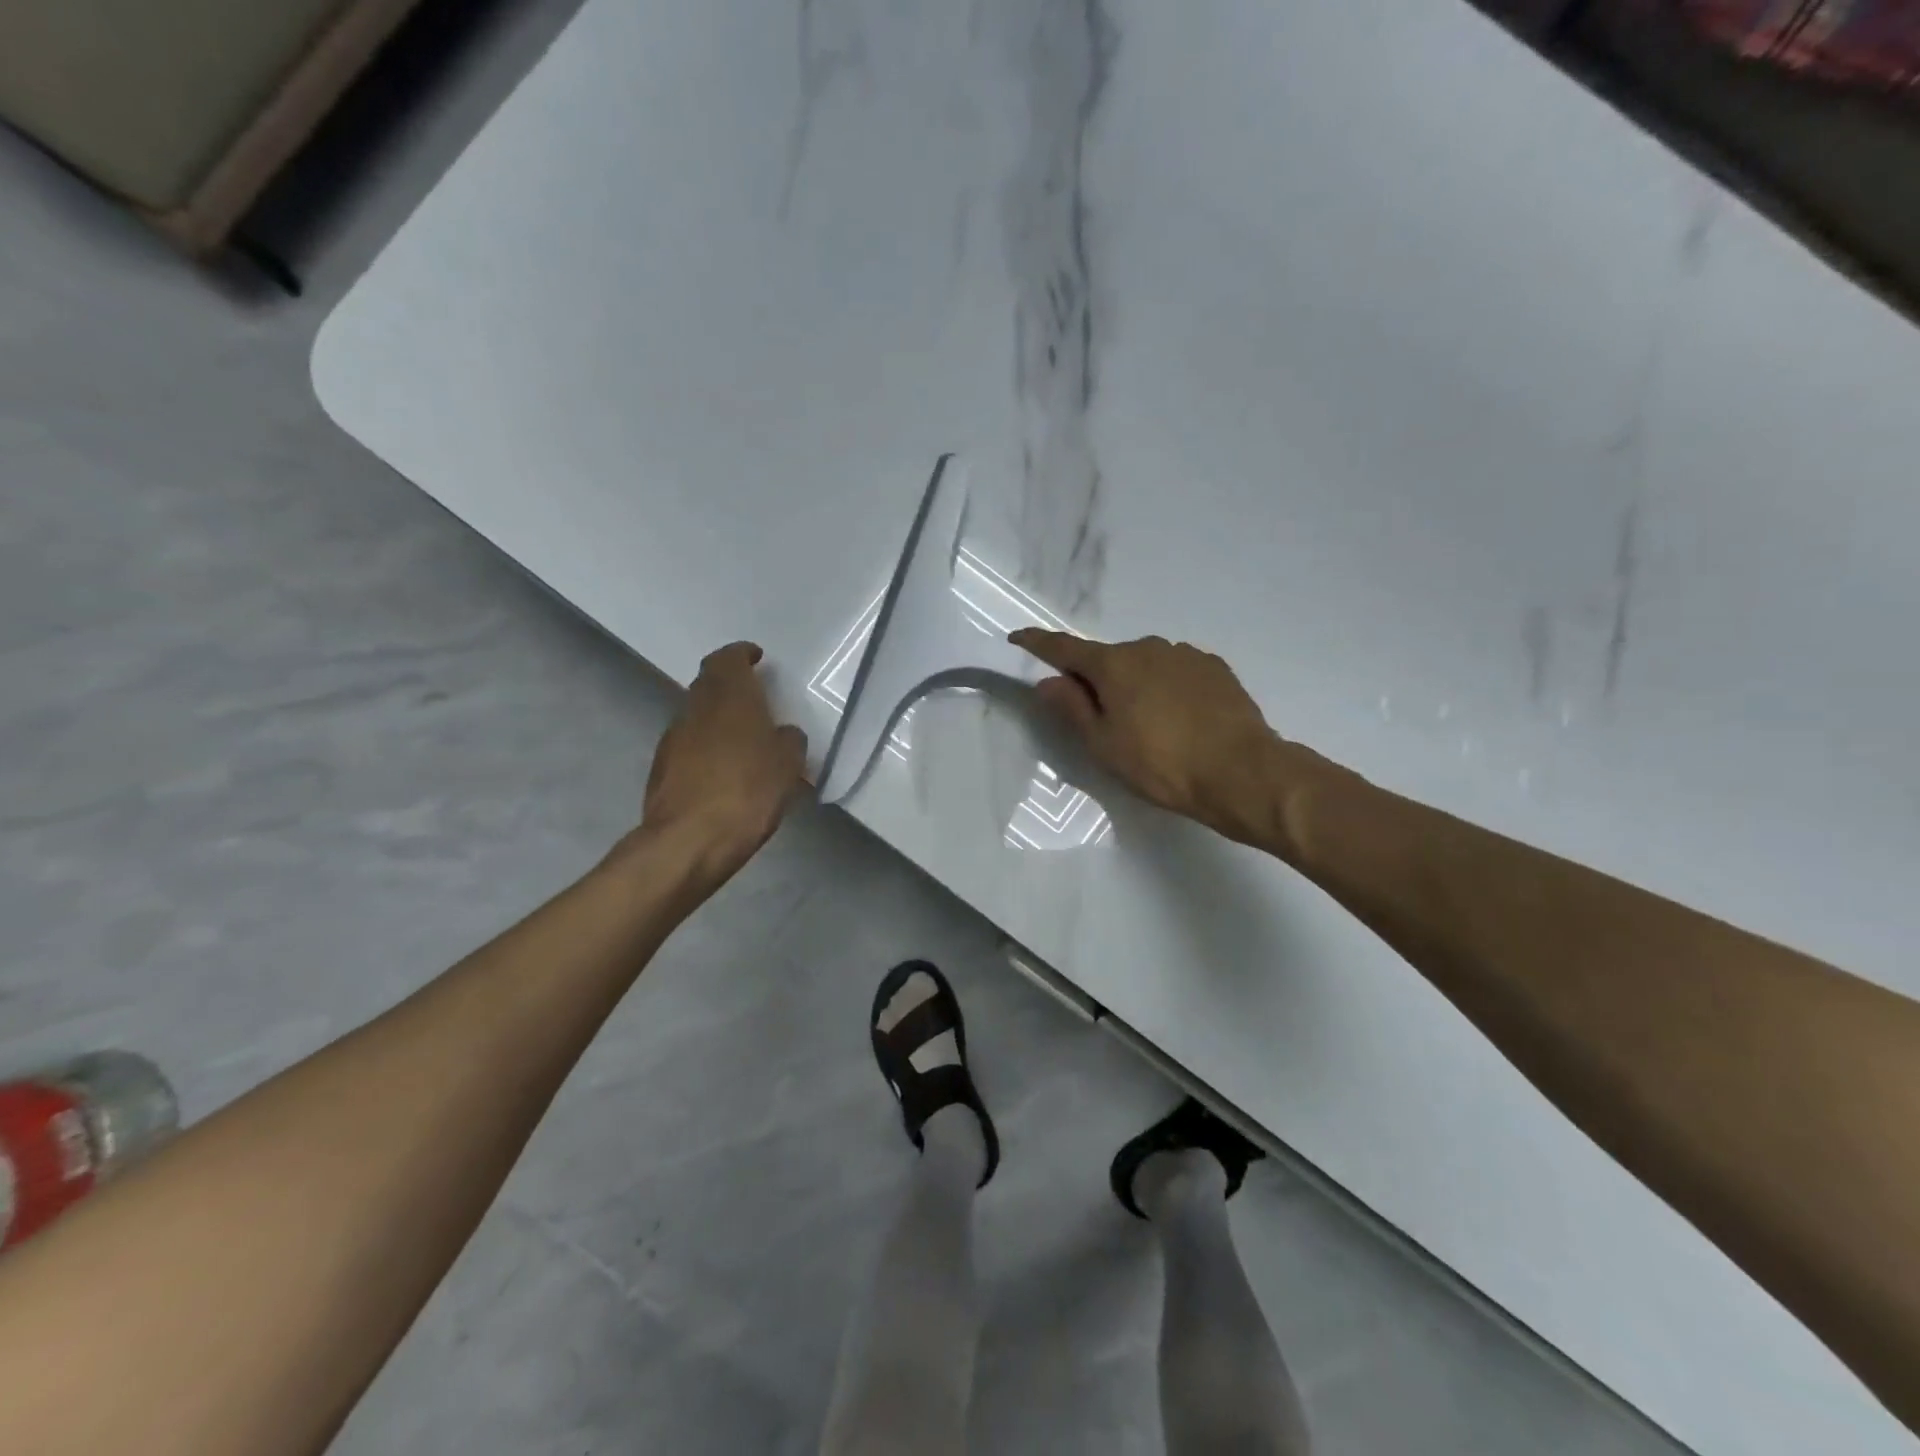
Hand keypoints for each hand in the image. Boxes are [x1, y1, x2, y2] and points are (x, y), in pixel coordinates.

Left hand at [633, 642, 807, 880]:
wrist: (690, 840)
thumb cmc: (748, 791)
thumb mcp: (788, 765)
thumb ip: (788, 740)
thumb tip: (782, 734)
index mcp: (730, 696)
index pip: (728, 659)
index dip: (741, 655)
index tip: (755, 658)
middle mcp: (696, 708)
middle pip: (708, 683)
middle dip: (729, 685)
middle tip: (753, 697)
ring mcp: (673, 738)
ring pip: (696, 714)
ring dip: (716, 717)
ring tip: (741, 738)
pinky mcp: (661, 767)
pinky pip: (688, 744)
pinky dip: (705, 746)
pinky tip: (722, 769)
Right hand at [1010, 630, 1281, 840]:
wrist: (1242, 772)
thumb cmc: (1162, 764)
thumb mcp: (1104, 745)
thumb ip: (1072, 708)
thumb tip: (1047, 681)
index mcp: (1113, 665)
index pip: (1064, 647)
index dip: (1037, 643)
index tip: (1018, 637)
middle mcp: (1148, 647)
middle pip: (1108, 659)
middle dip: (1097, 680)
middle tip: (1101, 720)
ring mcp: (1185, 654)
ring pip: (1145, 665)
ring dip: (1136, 684)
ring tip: (1149, 726)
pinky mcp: (1215, 668)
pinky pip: (1176, 672)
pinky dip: (1167, 688)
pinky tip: (1181, 719)